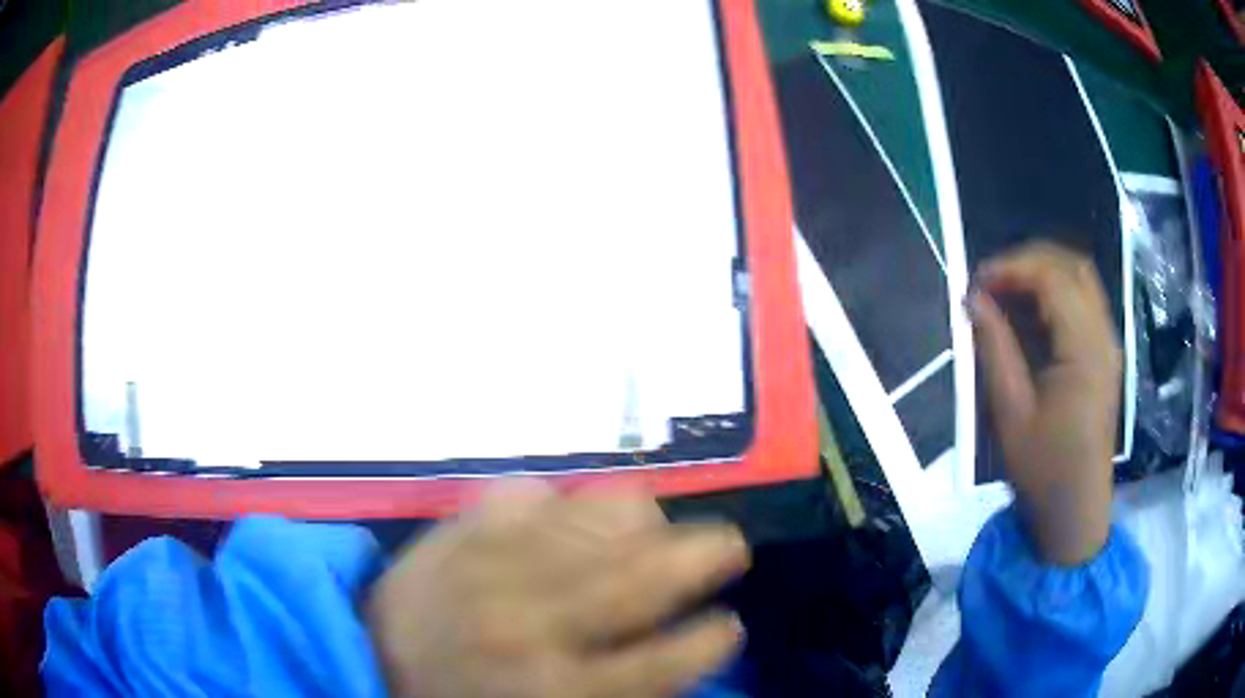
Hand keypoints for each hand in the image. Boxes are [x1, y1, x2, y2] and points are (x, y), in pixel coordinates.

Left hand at [366, 480, 748, 697]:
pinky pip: (519, 493)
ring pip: (592, 520)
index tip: (730, 625)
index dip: (713, 639)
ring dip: (639, 519)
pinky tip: (563, 509)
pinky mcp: (450, 533)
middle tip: (729, 545)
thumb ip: (623, 690)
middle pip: (643, 577)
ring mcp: (487, 568)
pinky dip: (552, 497)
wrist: (366, 668)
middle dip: (705, 555)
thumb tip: (680, 647)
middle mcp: (531, 624)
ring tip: (655, 523)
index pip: (667, 660)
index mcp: (559, 688)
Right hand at [967, 242, 1121, 565]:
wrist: (1076, 514)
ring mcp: (1109, 345)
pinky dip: (1056, 294)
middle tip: (990, 281)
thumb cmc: (1044, 472)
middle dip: (1028, 260)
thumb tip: (973, 300)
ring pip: (1081, 279)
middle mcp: (1104, 337)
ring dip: (1043, 273)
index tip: (975, 282)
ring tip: (1006, 292)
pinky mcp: (1106, 356)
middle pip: (1072, 266)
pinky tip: (1031, 313)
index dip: (1011, 267)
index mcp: (1085, 350)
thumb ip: (995, 349)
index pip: (1052, 278)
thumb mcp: (1012, 415)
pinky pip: (1085, 302)